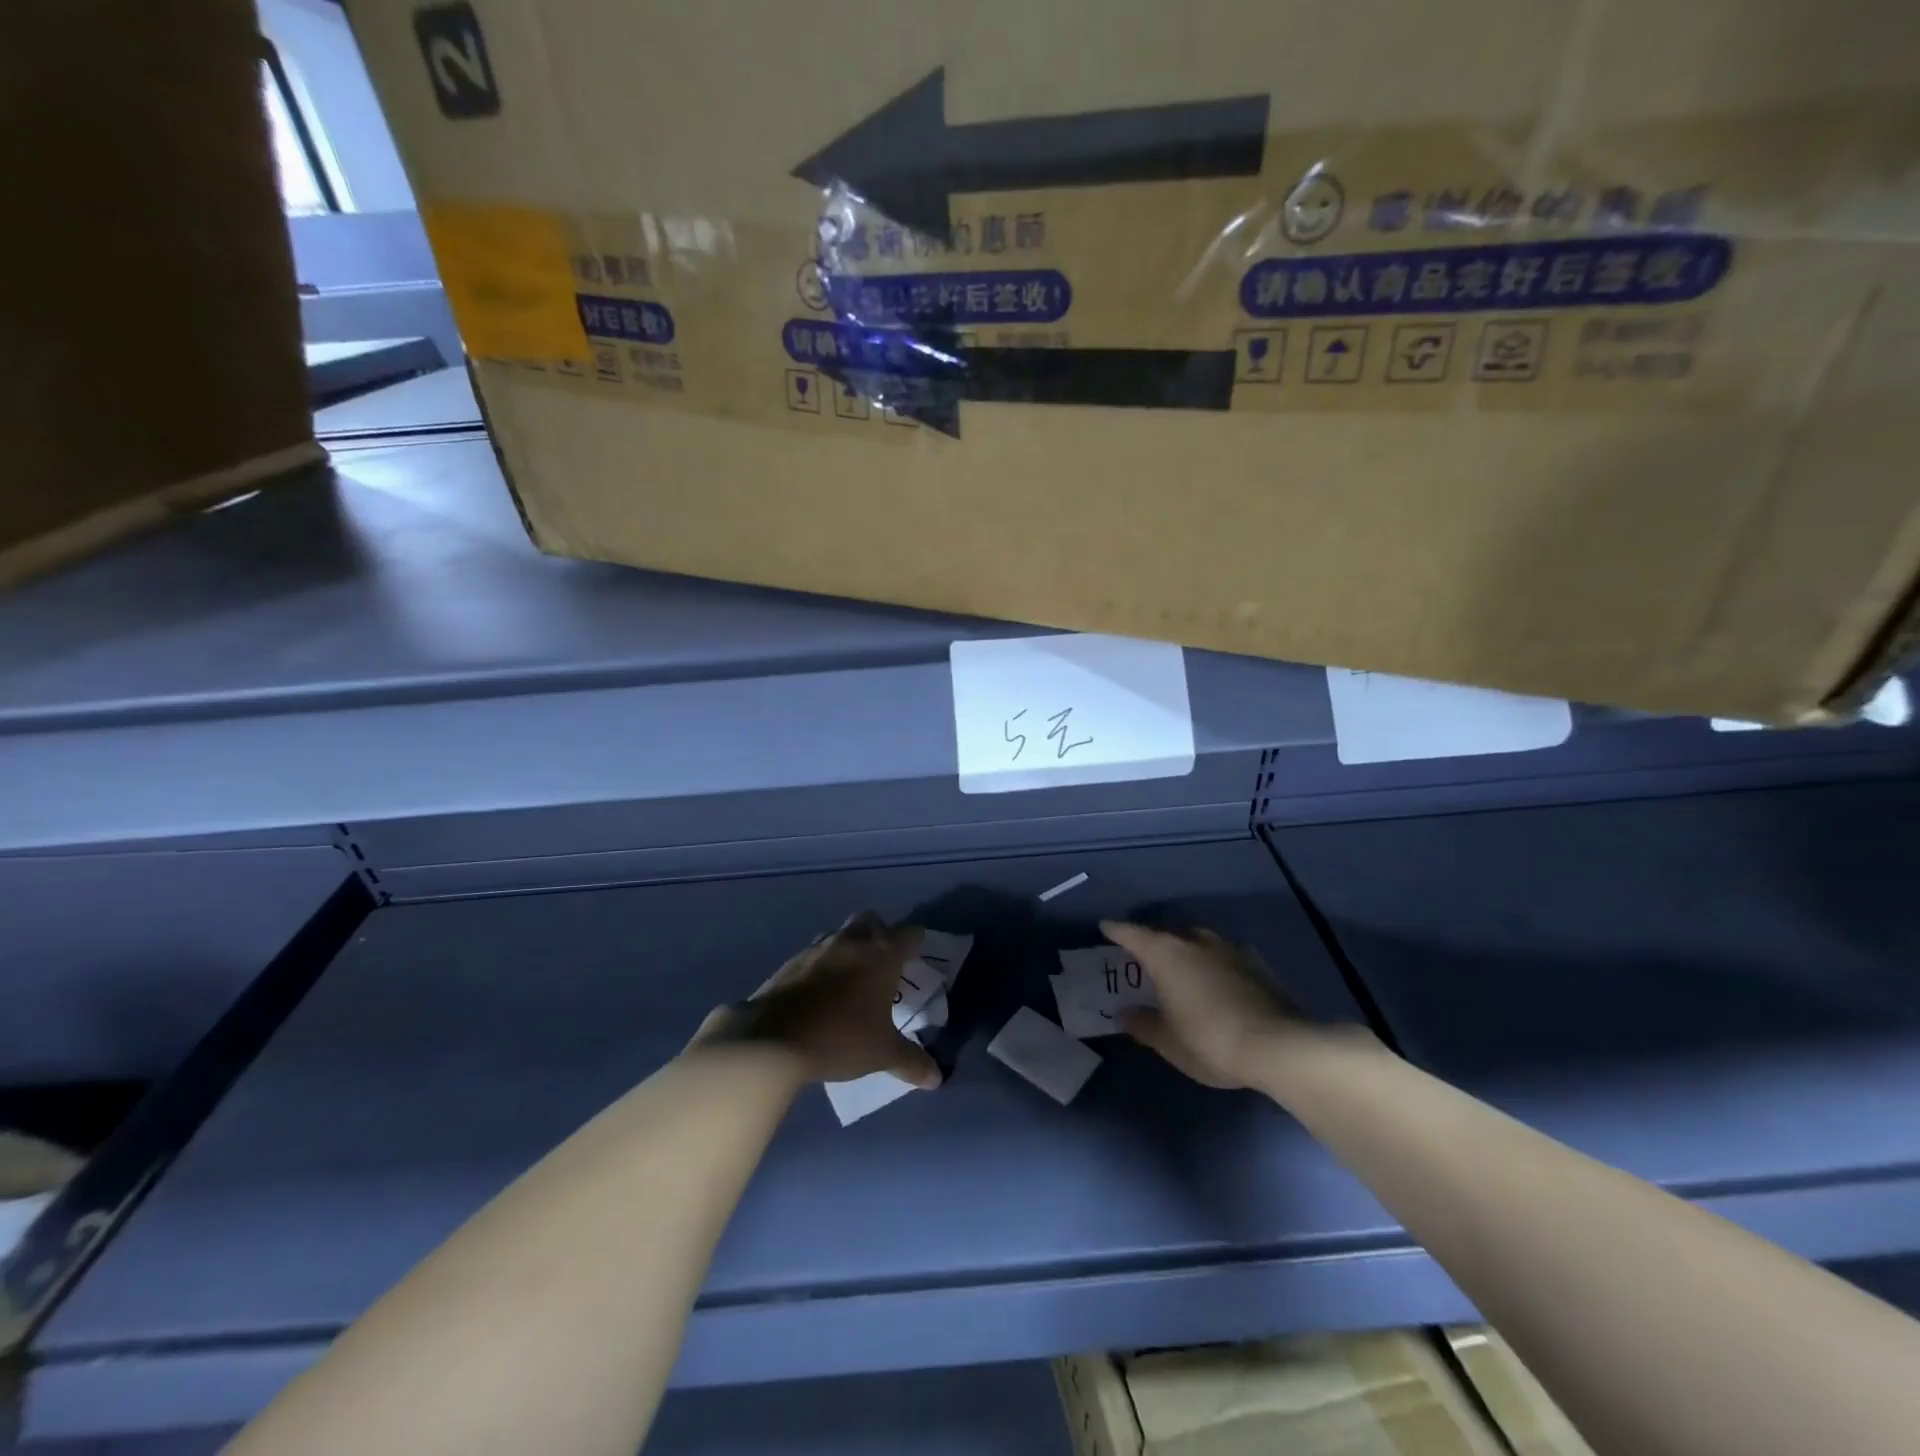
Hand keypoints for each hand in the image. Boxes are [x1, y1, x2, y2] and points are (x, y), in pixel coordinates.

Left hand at [695, 913, 941, 1088]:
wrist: (773, 1040)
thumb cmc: (840, 1039)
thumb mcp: (882, 1054)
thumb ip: (911, 1061)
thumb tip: (936, 1078)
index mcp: (881, 955)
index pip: (910, 933)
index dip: (917, 942)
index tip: (918, 958)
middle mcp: (851, 941)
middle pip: (872, 921)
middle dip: (880, 934)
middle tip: (883, 965)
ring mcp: (817, 948)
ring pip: (840, 933)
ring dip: (849, 947)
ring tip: (851, 978)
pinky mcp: (790, 962)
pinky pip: (814, 953)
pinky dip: (822, 965)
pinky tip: (820, 992)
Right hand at [1100, 921, 1303, 1088]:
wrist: (1279, 1046)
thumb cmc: (1209, 1040)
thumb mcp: (1167, 1041)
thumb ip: (1143, 1024)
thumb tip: (1125, 1014)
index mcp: (1166, 953)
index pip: (1132, 934)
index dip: (1116, 930)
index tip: (1105, 927)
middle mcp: (1195, 940)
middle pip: (1166, 932)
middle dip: (1152, 940)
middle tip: (1142, 955)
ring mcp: (1229, 948)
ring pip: (1197, 940)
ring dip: (1185, 948)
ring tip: (1179, 965)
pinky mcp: (1256, 963)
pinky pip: (1222, 954)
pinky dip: (1211, 962)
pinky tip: (1214, 979)